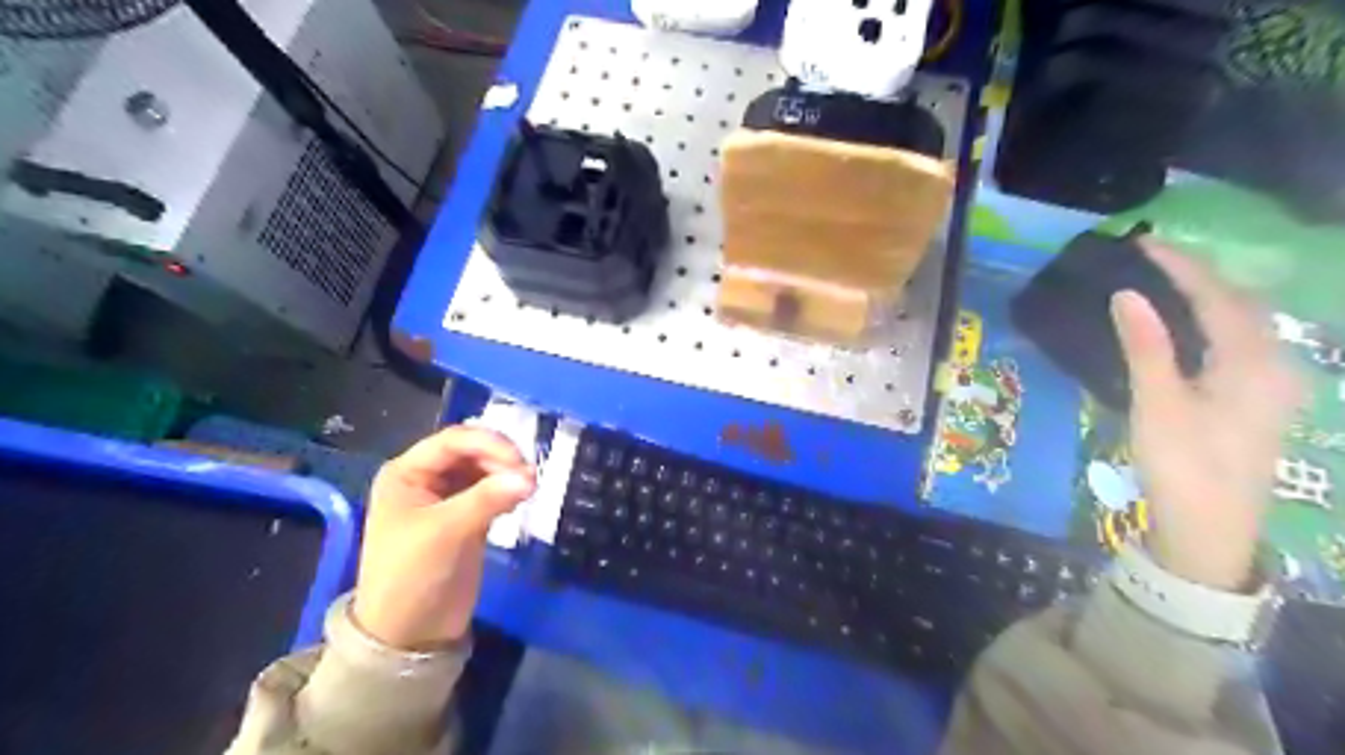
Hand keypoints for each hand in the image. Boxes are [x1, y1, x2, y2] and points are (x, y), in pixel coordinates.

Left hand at [350, 425, 537, 648]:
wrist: (409, 635)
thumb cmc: (412, 577)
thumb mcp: (445, 533)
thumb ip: (487, 499)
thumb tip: (531, 476)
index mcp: (406, 473)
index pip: (453, 441)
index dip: (489, 443)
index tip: (520, 462)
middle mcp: (426, 478)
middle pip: (472, 451)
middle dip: (501, 459)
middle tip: (530, 478)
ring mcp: (447, 497)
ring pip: (485, 469)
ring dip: (507, 474)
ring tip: (529, 489)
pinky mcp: (467, 516)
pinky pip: (492, 490)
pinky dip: (507, 490)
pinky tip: (518, 500)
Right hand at [1103, 238, 1304, 588]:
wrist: (1212, 531)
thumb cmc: (1183, 465)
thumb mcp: (1158, 405)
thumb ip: (1146, 346)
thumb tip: (1127, 293)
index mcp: (1252, 363)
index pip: (1217, 296)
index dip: (1181, 266)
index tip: (1144, 243)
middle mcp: (1273, 366)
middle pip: (1241, 304)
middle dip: (1200, 275)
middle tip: (1153, 259)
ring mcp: (1272, 385)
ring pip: (1245, 323)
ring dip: (1209, 296)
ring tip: (1167, 282)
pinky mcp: (1259, 401)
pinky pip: (1240, 344)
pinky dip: (1213, 322)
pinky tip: (1191, 327)